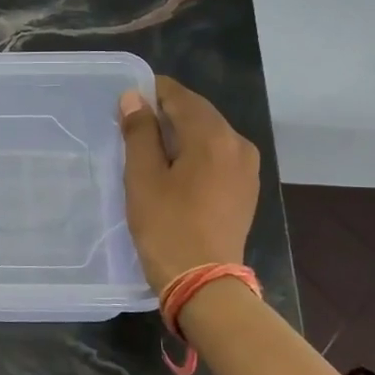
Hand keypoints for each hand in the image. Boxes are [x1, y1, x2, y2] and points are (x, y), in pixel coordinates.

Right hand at [118, 77, 261, 293]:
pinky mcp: (246, 189)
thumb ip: (139, 132)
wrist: (204, 283)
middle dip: (167, 112)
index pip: (181, 96)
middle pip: (199, 113)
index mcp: (212, 136)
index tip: (127, 99)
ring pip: (210, 134)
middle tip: (133, 124)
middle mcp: (238, 144)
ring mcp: (247, 168)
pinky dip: (196, 152)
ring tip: (150, 148)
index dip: (153, 91)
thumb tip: (134, 97)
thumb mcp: (142, 177)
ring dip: (182, 133)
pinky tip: (175, 169)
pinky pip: (218, 156)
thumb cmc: (166, 226)